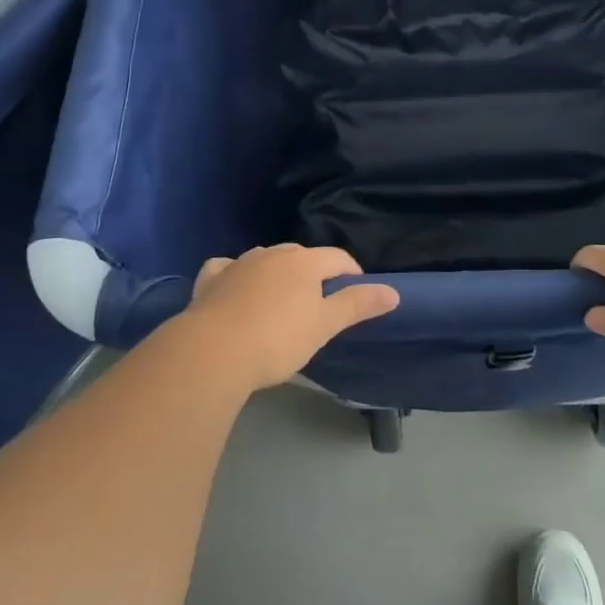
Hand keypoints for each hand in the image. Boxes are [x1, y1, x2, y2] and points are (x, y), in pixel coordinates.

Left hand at [180, 244, 399, 391]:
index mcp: (304, 262)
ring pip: (265, 259)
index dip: (351, 272)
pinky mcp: (211, 279)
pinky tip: (234, 287)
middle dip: (314, 271)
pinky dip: (235, 274)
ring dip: (277, 272)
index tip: (357, 292)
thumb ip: (357, 305)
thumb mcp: (324, 325)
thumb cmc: (277, 339)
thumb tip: (393, 291)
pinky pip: (227, 268)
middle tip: (318, 301)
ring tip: (281, 299)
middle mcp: (272, 254)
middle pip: (301, 255)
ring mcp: (238, 263)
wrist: (214, 351)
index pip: (337, 257)